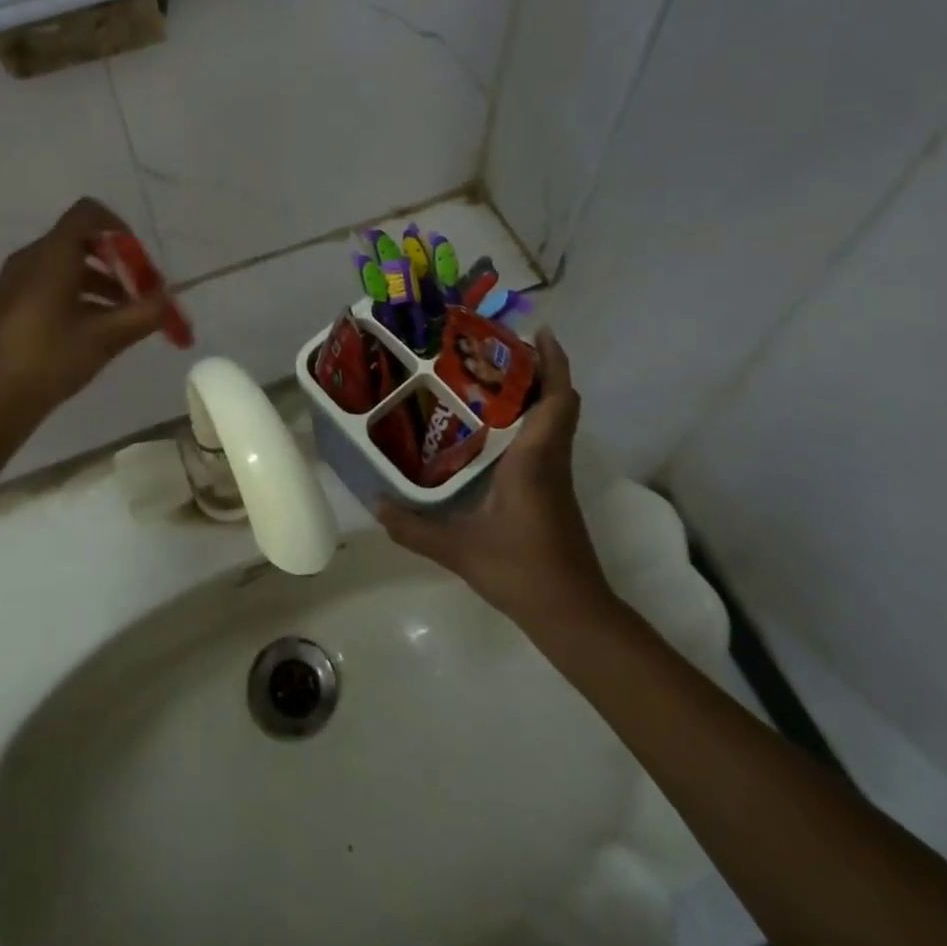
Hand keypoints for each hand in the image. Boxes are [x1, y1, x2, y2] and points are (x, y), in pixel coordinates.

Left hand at [0, 199, 174, 423]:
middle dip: (116, 262)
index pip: (88, 213)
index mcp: (52, 255)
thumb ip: (145, 313)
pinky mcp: (10, 304)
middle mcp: (31, 258)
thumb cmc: (50, 359)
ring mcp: (16, 281)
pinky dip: (78, 294)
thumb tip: (168, 300)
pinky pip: (50, 283)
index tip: (140, 261)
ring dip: (100, 282)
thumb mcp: (107, 337)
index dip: (120, 229)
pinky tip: (93, 329)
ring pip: (66, 265)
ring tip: (124, 316)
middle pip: (81, 240)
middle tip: (139, 291)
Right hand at [376, 330, 612, 626]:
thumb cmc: (521, 570)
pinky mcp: (553, 491)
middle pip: (560, 402)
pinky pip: (547, 439)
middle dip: (539, 369)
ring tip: (491, 378)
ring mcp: (556, 476)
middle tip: (498, 350)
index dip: (553, 363)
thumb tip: (375, 502)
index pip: (556, 401)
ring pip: (555, 420)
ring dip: (536, 393)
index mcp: (534, 460)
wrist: (572, 613)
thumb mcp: (458, 549)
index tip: (539, 333)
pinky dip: (529, 420)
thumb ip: (413, 527)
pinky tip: (493, 429)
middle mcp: (550, 459)